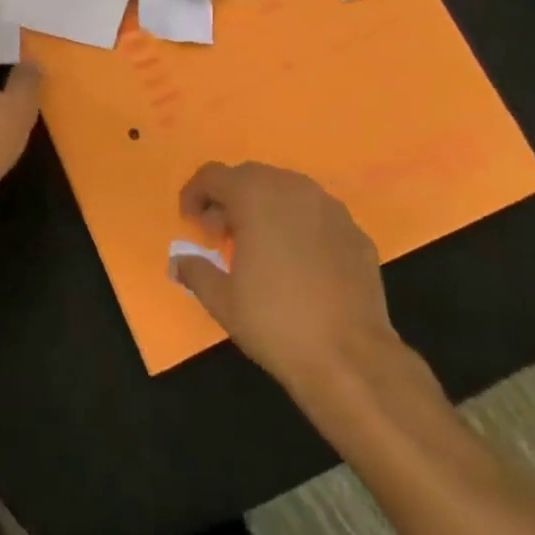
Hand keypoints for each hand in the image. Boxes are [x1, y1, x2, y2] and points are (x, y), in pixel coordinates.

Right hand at [171, 162, 405, 396]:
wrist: (351, 358)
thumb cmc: (275, 322)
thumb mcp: (221, 300)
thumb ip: (194, 270)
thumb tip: (178, 261)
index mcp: (255, 195)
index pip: (213, 175)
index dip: (195, 194)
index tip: (189, 222)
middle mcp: (293, 188)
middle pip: (250, 177)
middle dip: (229, 199)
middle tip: (219, 235)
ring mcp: (330, 208)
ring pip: (287, 191)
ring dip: (265, 209)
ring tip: (258, 247)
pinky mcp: (355, 232)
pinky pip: (316, 216)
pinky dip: (298, 227)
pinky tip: (297, 263)